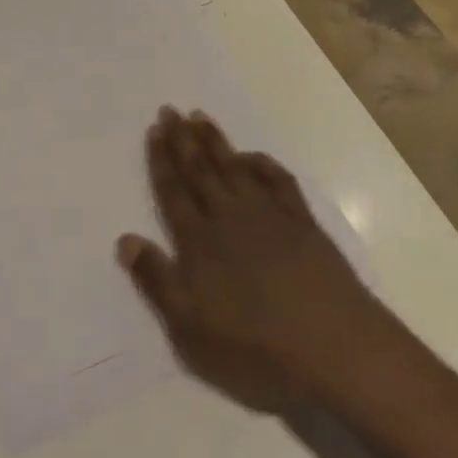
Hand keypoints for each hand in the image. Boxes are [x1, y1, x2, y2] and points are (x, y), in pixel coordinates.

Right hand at [117, 108, 400, 413]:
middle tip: (170, 110)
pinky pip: (277, 180)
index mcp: (200, 243)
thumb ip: (157, 281)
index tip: (154, 130)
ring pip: (234, 168)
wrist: (332, 346)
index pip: (174, 193)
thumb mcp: (191, 329)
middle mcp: (230, 218)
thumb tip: (125, 239)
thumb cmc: (255, 348)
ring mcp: (268, 215)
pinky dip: (262, 163)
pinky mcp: (301, 221)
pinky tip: (251, 155)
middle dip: (182, 140)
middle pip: (201, 171)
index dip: (161, 162)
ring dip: (215, 142)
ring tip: (199, 117)